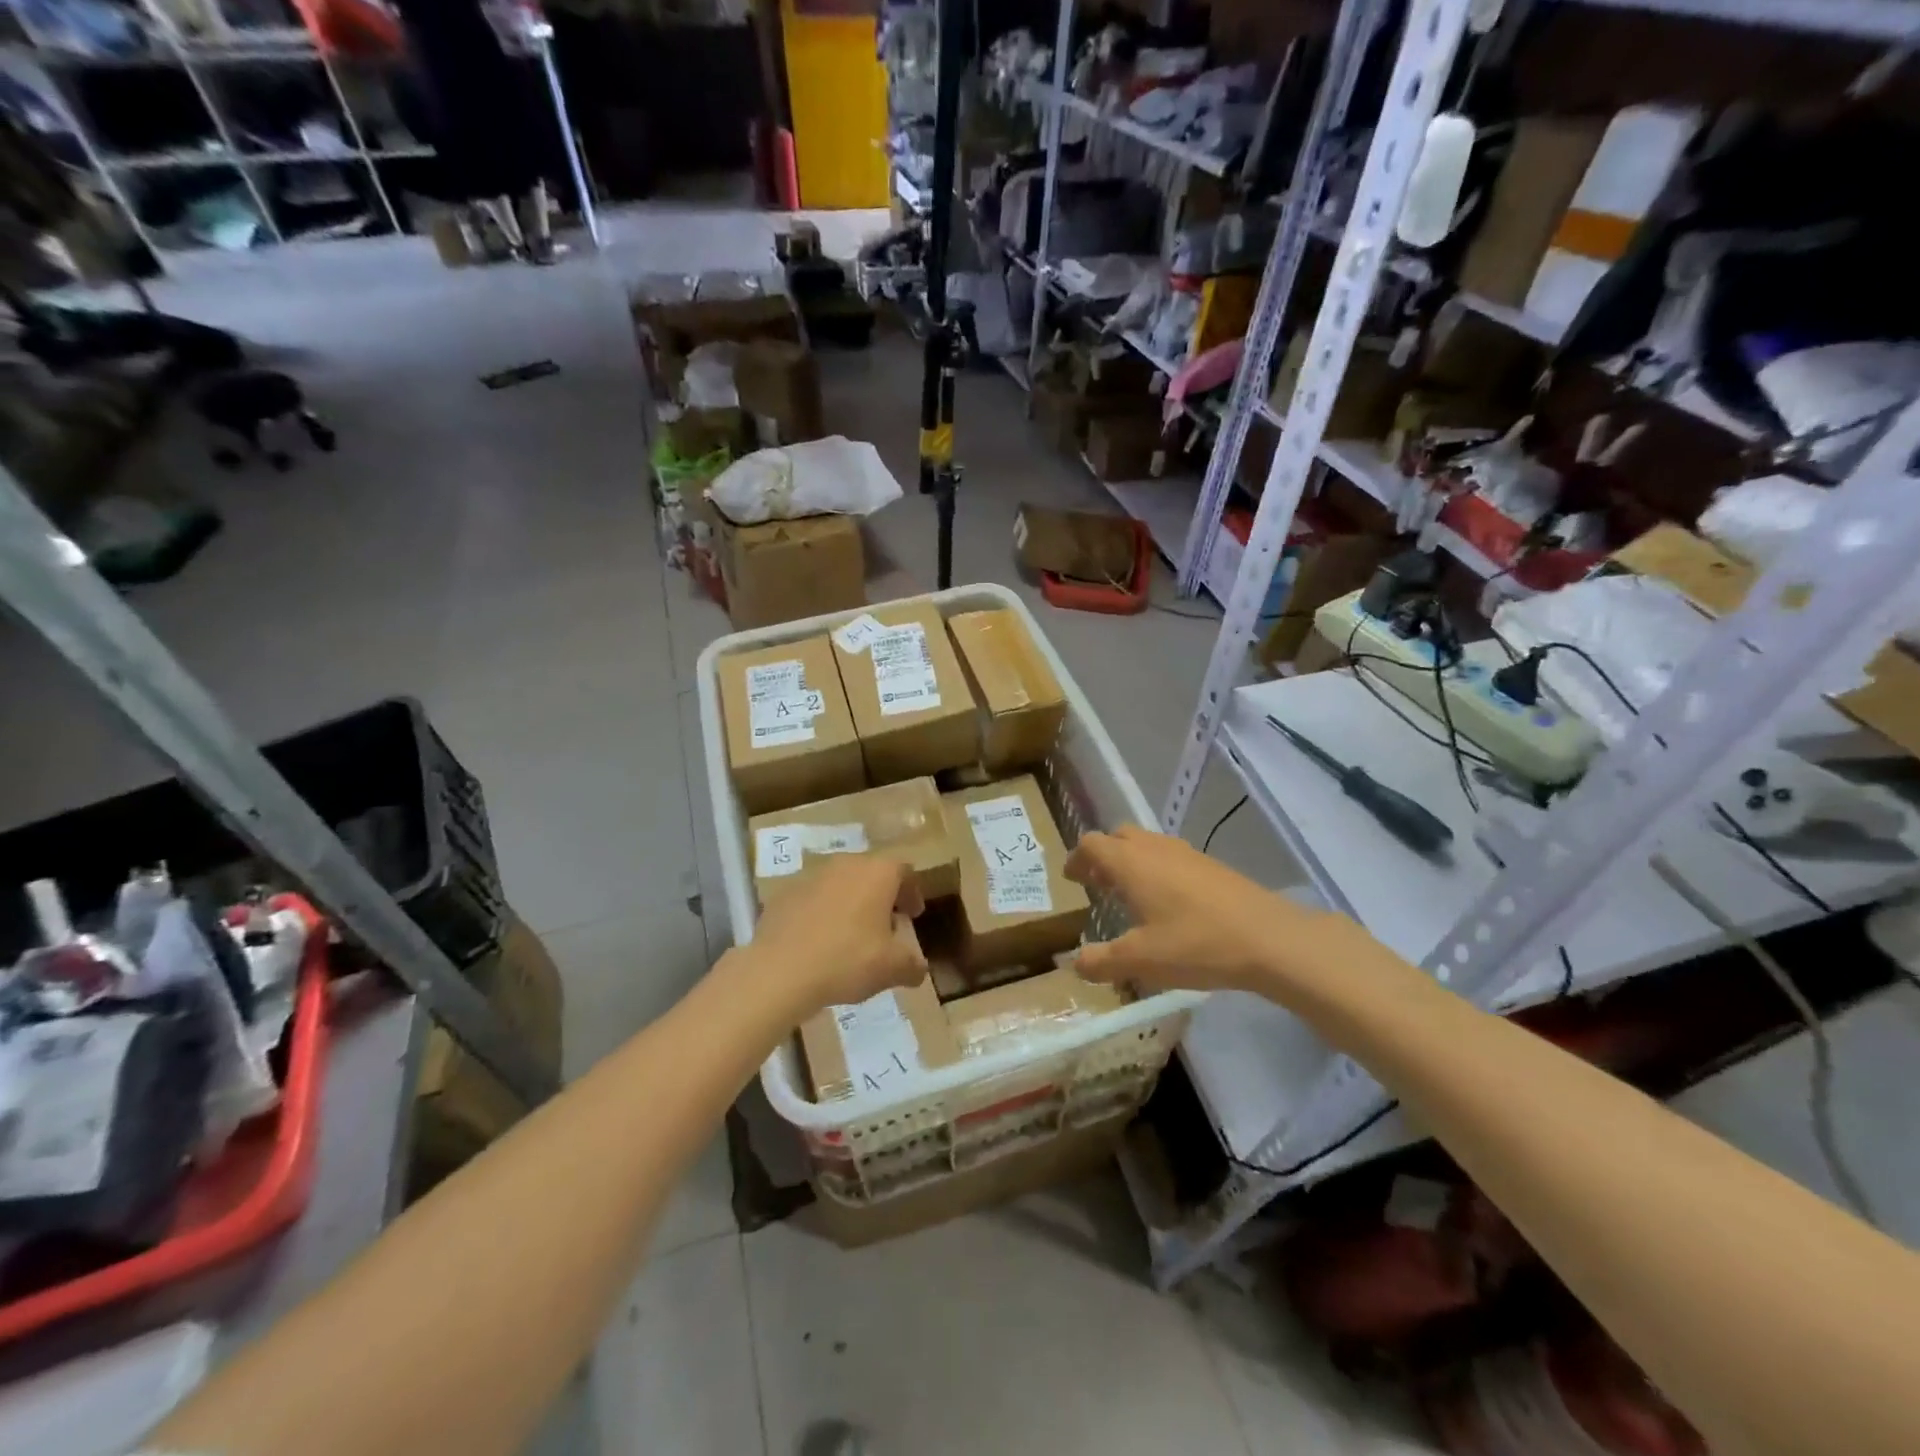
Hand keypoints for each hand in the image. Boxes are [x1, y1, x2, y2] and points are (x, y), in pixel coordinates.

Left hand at [749, 857, 926, 1011]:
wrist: (780, 970)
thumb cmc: (847, 960)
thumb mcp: (891, 969)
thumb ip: (912, 965)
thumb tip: (919, 969)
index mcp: (877, 873)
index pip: (904, 870)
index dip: (912, 892)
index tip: (913, 914)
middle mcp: (846, 864)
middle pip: (871, 873)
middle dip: (882, 896)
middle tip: (886, 925)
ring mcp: (812, 876)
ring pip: (841, 883)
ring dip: (851, 903)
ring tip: (852, 935)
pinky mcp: (785, 893)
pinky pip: (813, 898)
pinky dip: (822, 912)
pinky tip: (820, 941)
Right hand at [1065, 825, 1348, 994]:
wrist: (1269, 938)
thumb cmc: (1195, 944)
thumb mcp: (1140, 960)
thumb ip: (1101, 961)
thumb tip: (1074, 964)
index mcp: (1130, 863)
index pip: (1091, 844)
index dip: (1077, 859)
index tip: (1072, 878)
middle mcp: (1154, 848)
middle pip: (1118, 836)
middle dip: (1103, 856)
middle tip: (1097, 884)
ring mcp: (1186, 853)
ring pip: (1146, 844)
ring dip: (1131, 861)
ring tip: (1130, 894)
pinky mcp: (1211, 865)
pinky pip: (1170, 856)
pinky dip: (1156, 869)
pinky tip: (1168, 903)